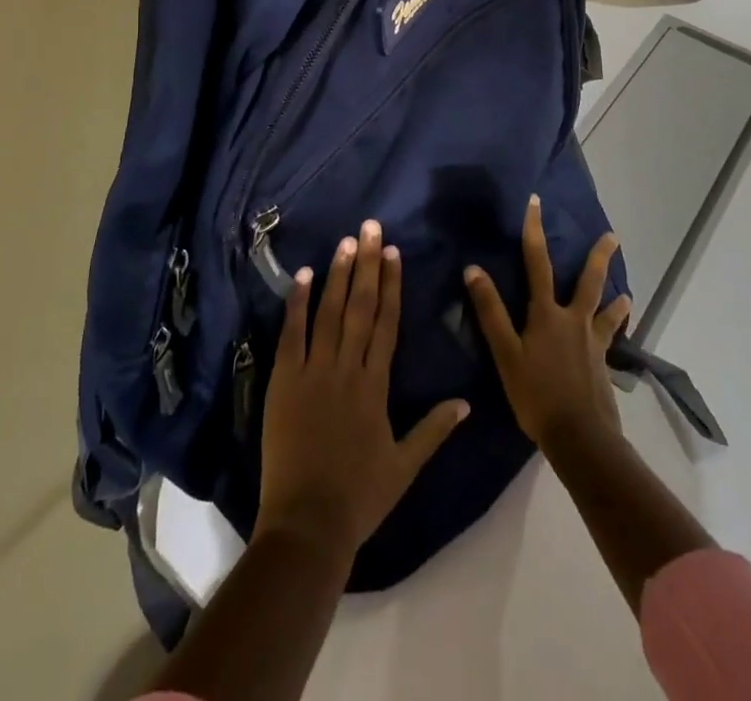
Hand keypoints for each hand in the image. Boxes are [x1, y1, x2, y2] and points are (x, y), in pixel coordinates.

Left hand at [256, 219, 469, 561]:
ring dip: (337, 274)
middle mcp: (347, 368)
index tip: (392, 251)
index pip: (386, 323)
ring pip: (329, 312)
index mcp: (376, 385)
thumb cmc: (359, 496)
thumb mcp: (404, 466)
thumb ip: (433, 430)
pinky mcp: (285, 381)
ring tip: (345, 241)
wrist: (307, 525)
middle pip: (359, 306)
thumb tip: (466, 402)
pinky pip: (292, 334)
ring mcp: (313, 372)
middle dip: (366, 263)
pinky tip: (304, 275)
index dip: (390, 284)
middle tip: (370, 226)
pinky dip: (298, 303)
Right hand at [464, 195, 631, 450]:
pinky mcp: (602, 366)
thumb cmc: (536, 394)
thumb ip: (490, 311)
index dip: (534, 230)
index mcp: (547, 314)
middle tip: (612, 236)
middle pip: (588, 281)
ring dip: (616, 299)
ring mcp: (592, 343)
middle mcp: (573, 320)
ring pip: (606, 312)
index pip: (537, 262)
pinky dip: (615, 335)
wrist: (580, 437)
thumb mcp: (505, 353)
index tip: (535, 202)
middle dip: (598, 256)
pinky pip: (609, 343)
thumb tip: (473, 268)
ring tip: (627, 293)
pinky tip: (619, 339)